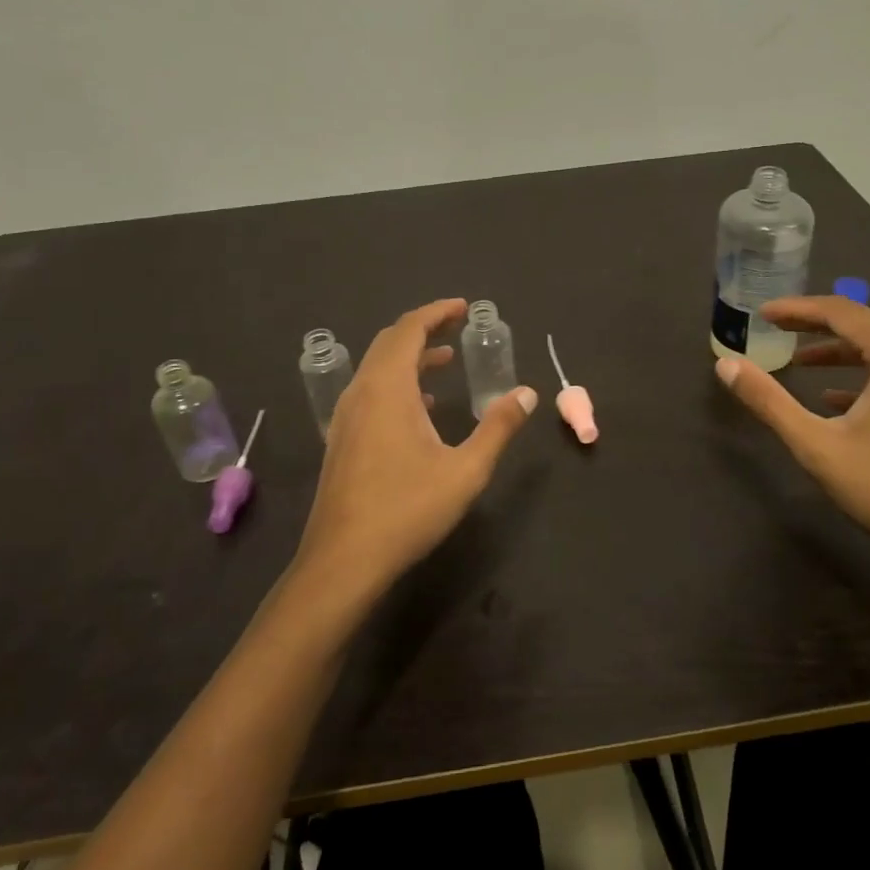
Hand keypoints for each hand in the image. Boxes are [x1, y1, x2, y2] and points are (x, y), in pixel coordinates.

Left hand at [293, 298, 536, 601]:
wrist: (343, 561)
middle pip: (389, 342)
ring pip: (377, 368)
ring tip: (446, 360)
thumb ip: (498, 428)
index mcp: (388, 388)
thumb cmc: (407, 510)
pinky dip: (398, 382)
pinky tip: (421, 407)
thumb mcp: (465, 470)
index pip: (409, 330)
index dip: (436, 312)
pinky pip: (371, 391)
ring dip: (411, 356)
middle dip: (424, 328)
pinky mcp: (342, 440)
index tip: (464, 308)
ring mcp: (347, 417)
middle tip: (458, 325)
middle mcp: (361, 393)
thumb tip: (527, 393)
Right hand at [714, 295, 869, 590]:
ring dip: (842, 353)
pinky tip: (840, 401)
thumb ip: (768, 401)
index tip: (763, 314)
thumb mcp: (816, 445)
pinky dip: (868, 377)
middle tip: (776, 330)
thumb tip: (725, 365)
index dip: (798, 309)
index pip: (843, 312)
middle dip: (817, 327)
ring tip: (801, 363)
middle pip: (867, 327)